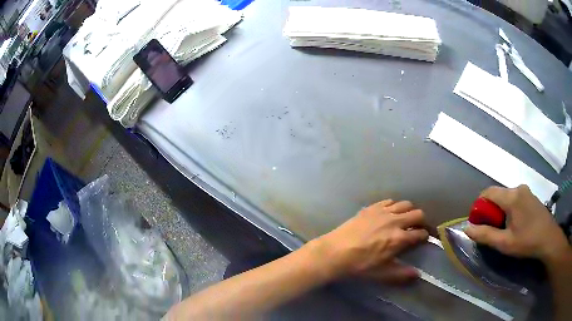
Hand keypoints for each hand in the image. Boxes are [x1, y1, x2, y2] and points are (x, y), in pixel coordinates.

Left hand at [312, 199, 427, 283]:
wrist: (335, 252)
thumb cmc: (359, 265)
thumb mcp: (381, 273)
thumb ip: (401, 273)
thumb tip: (417, 274)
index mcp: (399, 238)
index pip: (420, 233)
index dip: (424, 236)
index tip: (423, 238)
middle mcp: (395, 221)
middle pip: (417, 213)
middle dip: (421, 220)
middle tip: (417, 227)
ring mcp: (383, 212)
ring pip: (405, 204)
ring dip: (409, 211)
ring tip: (405, 219)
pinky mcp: (371, 207)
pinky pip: (389, 201)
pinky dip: (394, 206)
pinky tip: (389, 213)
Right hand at [465, 185, 569, 263]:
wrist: (548, 238)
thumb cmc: (527, 241)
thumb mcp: (505, 243)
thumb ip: (485, 235)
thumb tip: (467, 228)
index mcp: (511, 197)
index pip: (488, 192)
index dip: (479, 206)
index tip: (479, 222)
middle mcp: (518, 188)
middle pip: (497, 194)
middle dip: (490, 210)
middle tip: (492, 229)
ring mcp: (526, 190)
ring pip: (506, 197)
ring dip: (500, 210)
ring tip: (504, 229)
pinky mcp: (530, 195)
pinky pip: (514, 198)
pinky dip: (509, 208)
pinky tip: (515, 223)